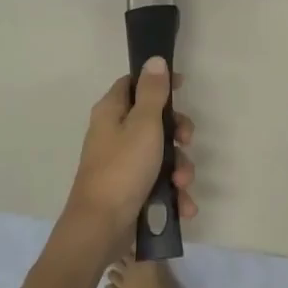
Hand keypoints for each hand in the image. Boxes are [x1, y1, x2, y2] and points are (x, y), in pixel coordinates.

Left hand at [55, 58, 195, 259]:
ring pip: (161, 154)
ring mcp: (122, 163)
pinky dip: (172, 192)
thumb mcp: (144, 125)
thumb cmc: (123, 169)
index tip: (182, 88)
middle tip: (187, 141)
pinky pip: (158, 182)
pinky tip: (183, 205)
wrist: (100, 228)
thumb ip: (153, 92)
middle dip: (177, 134)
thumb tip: (154, 59)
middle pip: (154, 120)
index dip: (158, 83)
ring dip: (179, 168)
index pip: (133, 84)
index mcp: (111, 113)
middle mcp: (114, 134)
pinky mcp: (130, 189)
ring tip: (183, 184)